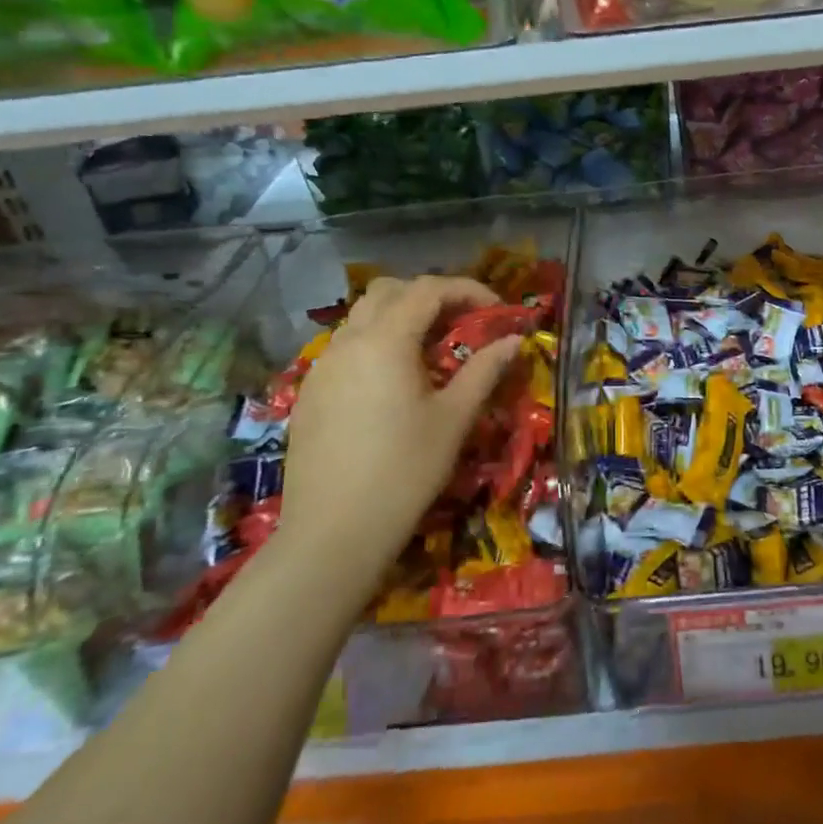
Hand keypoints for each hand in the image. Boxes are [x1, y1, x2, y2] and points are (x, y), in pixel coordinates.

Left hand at [279, 275, 520, 576]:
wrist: (332, 534)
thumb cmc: (404, 472)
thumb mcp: (453, 419)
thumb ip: (484, 371)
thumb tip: (514, 341)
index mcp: (385, 340)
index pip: (428, 289)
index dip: (467, 290)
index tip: (497, 311)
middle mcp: (348, 341)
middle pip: (388, 291)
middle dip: (429, 295)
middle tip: (461, 322)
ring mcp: (322, 367)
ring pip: (361, 318)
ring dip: (398, 318)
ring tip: (429, 352)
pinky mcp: (309, 393)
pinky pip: (345, 348)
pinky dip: (374, 344)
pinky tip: (391, 383)